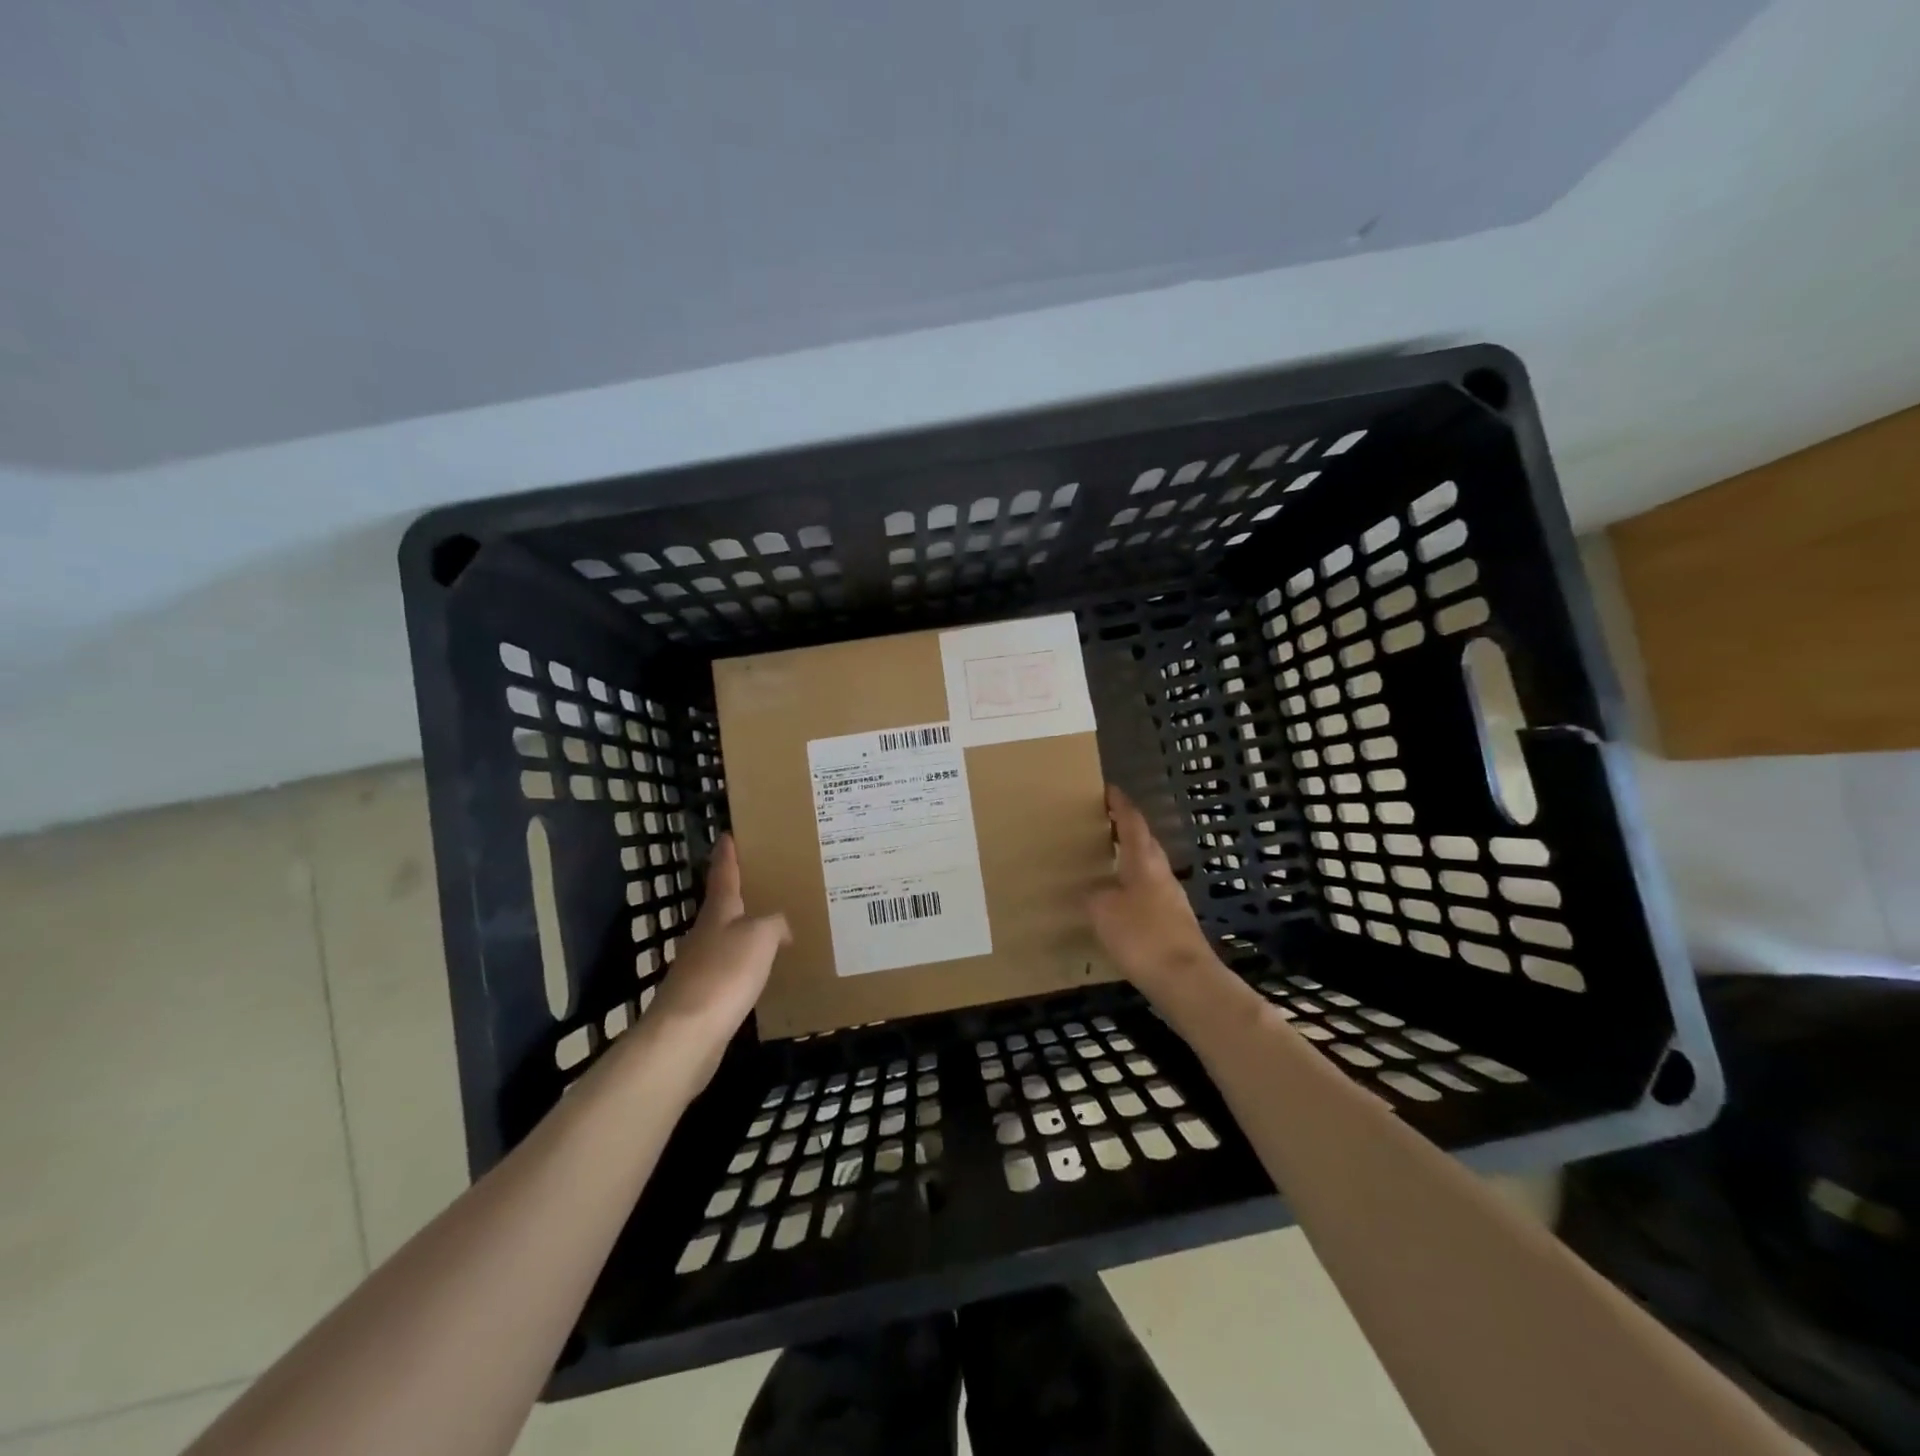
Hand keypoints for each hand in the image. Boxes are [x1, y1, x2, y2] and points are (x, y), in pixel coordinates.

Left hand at [644, 834, 788, 1080]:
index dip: (727, 854)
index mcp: (718, 912)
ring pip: (728, 938)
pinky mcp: (704, 996)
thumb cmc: (724, 974)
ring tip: (774, 927)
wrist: (686, 1035)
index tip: (728, 835)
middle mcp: (706, 934)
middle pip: (723, 906)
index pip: (723, 874)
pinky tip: (763, 971)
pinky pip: (731, 970)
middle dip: (741, 893)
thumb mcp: (760, 937)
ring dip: (747, 931)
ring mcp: (701, 966)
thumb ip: (775, 924)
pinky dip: (747, 964)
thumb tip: (781, 927)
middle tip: (766, 881)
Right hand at [1088, 785, 1217, 998]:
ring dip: (1129, 859)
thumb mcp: (1103, 911)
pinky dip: (1132, 888)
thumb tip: (1093, 892)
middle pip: (1144, 843)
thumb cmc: (1143, 937)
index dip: (1120, 805)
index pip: (1133, 823)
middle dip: (1125, 830)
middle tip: (1102, 824)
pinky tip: (1118, 901)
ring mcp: (1171, 899)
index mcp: (1144, 862)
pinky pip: (1148, 894)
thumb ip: (1094, 896)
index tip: (1108, 790)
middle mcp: (1161, 874)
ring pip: (1148, 868)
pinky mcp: (1174, 924)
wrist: (1186, 981)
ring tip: (1105, 861)